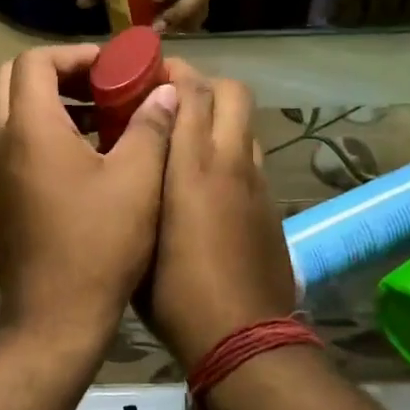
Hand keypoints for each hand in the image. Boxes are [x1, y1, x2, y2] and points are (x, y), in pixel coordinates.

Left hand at [0, 45, 179, 349]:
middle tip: (101, 85)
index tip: (112, 67)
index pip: (34, 61)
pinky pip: (13, 143)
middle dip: (57, 73)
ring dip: (50, 103)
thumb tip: (165, 91)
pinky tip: (85, 158)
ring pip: (11, 112)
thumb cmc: (99, 244)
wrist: (53, 316)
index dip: (74, 55)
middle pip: (13, 80)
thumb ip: (151, 126)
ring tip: (101, 119)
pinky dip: (42, 133)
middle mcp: (0, 141)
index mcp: (30, 127)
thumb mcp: (137, 180)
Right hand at [144, 64, 294, 370]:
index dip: (173, 72)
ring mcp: (258, 184)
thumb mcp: (142, 234)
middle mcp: (232, 163)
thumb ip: (142, 182)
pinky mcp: (271, 206)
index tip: (147, 72)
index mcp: (194, 167)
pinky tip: (207, 181)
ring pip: (246, 125)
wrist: (241, 337)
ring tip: (187, 138)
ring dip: (219, 118)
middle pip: (232, 93)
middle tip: (170, 101)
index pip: (192, 92)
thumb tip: (138, 154)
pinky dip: (232, 151)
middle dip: (203, 84)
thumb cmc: (175, 292)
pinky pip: (252, 158)